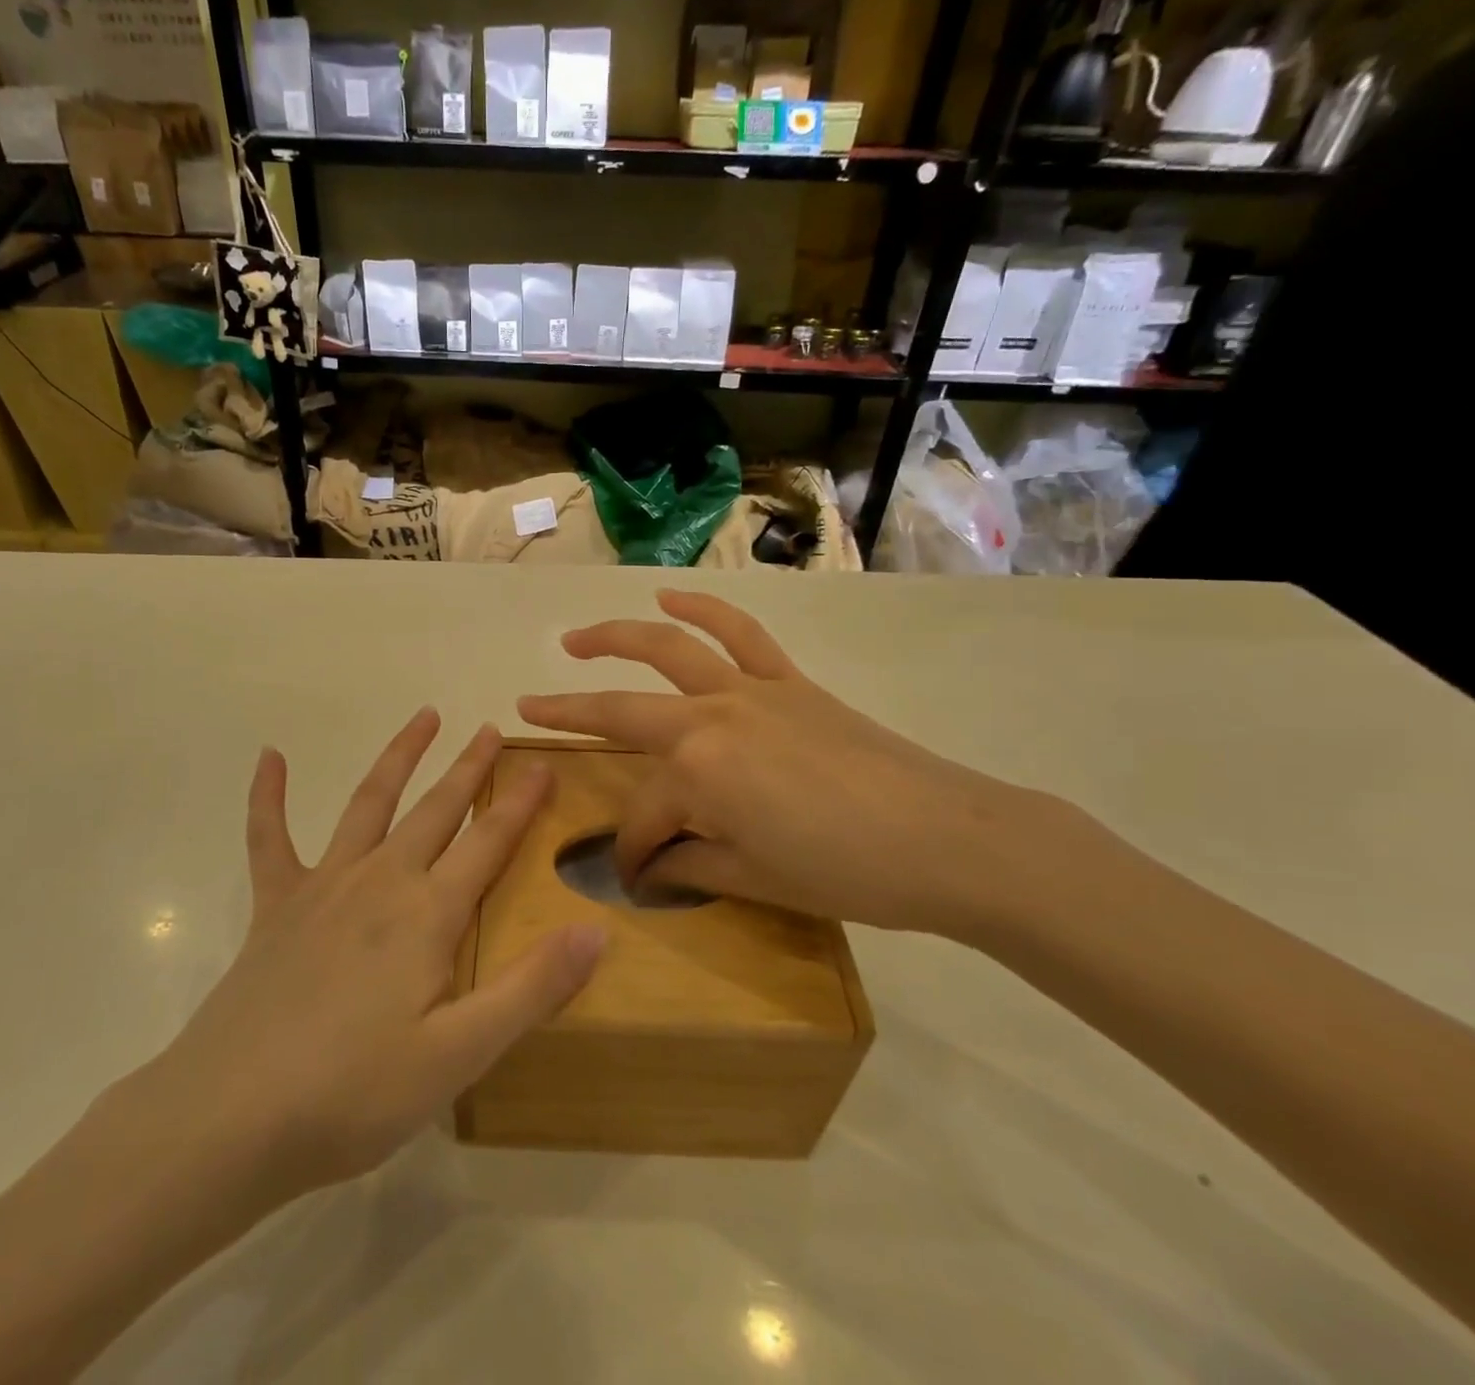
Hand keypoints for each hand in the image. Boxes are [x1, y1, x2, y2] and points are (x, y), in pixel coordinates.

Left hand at [134, 711, 605, 1211]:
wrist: (230, 1118)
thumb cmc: (354, 1092)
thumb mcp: (459, 1054)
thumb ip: (530, 988)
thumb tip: (596, 929)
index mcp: (427, 914)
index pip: (488, 842)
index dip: (520, 802)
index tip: (543, 763)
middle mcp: (380, 881)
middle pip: (435, 809)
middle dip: (467, 767)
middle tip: (489, 729)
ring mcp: (323, 887)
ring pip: (369, 803)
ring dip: (399, 758)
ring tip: (423, 716)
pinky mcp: (274, 906)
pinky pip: (270, 838)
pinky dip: (269, 796)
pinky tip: (269, 757)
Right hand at [517, 590, 1062, 938]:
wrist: (948, 837)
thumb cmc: (846, 870)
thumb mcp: (754, 879)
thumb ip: (690, 864)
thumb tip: (651, 866)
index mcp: (698, 774)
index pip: (642, 817)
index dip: (631, 851)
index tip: (634, 876)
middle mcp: (709, 717)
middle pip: (621, 713)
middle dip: (567, 715)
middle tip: (526, 710)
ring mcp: (748, 689)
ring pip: (666, 648)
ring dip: (612, 638)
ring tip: (574, 640)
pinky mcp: (786, 680)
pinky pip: (738, 632)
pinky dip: (702, 608)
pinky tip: (670, 596)